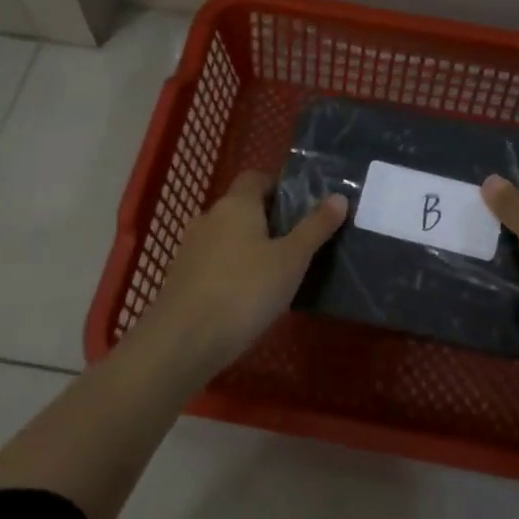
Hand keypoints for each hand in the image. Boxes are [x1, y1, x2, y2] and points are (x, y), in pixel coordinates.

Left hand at [144, 170, 346, 377]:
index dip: (279, 188)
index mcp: (237, 203)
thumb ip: (315, 227)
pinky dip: (230, 270)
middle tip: (296, 245)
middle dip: (268, 220)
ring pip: (226, 236)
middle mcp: (210, 216)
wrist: (182, 341)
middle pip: (242, 207)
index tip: (302, 210)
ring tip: (274, 274)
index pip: (256, 178)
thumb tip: (339, 197)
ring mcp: (190, 247)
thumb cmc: (245, 291)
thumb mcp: (291, 260)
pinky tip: (246, 297)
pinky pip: (213, 262)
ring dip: (248, 247)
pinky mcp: (180, 277)